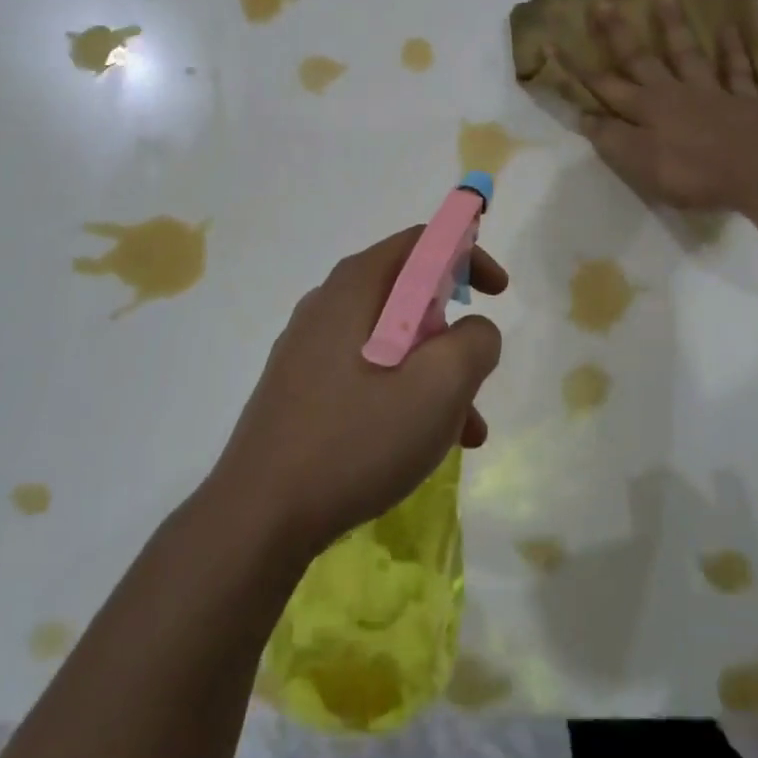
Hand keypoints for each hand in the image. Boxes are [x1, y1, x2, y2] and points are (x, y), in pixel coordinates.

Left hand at [210, 227, 506, 556]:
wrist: (259, 515)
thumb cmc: (356, 439)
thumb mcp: (438, 388)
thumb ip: (474, 343)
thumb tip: (476, 331)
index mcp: (356, 286)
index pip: (421, 242)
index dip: (467, 255)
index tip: (498, 293)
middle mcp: (328, 304)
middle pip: (408, 294)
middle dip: (453, 331)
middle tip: (476, 373)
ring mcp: (309, 346)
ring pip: (392, 341)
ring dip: (434, 374)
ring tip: (464, 432)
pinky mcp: (301, 386)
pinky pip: (367, 371)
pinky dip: (403, 393)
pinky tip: (419, 445)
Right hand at [562, 0, 757, 211]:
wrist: (756, 171)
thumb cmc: (691, 172)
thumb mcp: (638, 163)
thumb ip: (611, 138)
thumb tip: (584, 116)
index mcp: (644, 109)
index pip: (603, 85)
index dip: (578, 67)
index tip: (554, 42)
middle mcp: (672, 93)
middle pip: (641, 59)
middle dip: (619, 33)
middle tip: (604, 3)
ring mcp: (710, 92)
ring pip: (687, 54)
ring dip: (674, 28)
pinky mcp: (742, 101)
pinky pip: (736, 69)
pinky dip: (732, 49)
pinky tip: (729, 29)